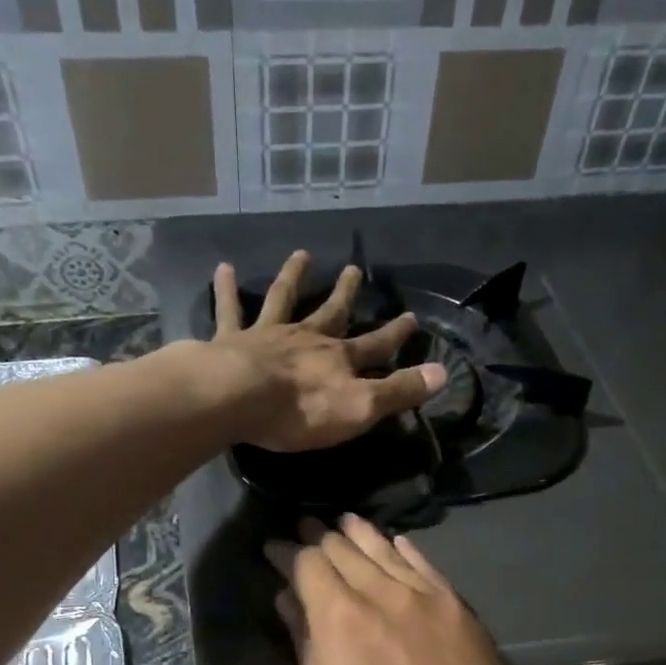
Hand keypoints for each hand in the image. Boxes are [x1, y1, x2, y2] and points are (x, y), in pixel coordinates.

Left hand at [211, 251, 446, 452]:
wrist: (239, 398)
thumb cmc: (302, 410)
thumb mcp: (361, 407)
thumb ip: (399, 390)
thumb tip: (443, 373)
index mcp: (338, 359)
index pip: (375, 345)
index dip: (395, 334)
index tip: (410, 317)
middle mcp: (306, 338)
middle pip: (331, 312)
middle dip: (345, 293)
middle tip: (353, 269)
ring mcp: (268, 335)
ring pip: (283, 300)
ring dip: (293, 277)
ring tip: (301, 254)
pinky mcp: (232, 340)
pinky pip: (229, 310)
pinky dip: (226, 289)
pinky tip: (223, 268)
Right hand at [265, 514, 547, 664]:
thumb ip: (303, 650)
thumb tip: (290, 604)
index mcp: (339, 619)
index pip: (307, 564)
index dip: (286, 553)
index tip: (272, 548)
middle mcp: (382, 594)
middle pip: (343, 549)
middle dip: (318, 537)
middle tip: (304, 529)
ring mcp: (426, 598)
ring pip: (385, 550)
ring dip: (358, 534)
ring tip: (343, 522)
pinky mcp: (459, 609)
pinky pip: (425, 565)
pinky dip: (403, 549)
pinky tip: (395, 542)